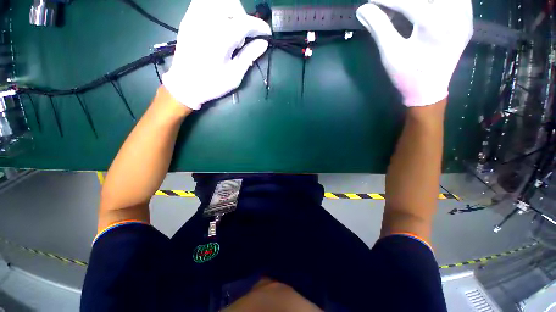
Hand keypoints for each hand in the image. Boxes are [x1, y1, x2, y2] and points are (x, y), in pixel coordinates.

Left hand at [162, 0, 271, 109]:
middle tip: (245, 35)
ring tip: (232, 28)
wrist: (184, 84)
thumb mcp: (234, 75)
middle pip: (231, 5)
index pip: (245, 22)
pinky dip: (217, 8)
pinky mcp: (188, 18)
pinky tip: (219, 23)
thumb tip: (263, 43)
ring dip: (231, 10)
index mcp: (221, 39)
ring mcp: (195, 17)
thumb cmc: (211, 84)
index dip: (260, 26)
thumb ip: (249, 56)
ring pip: (218, 1)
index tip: (267, 34)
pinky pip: (204, 2)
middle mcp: (207, 22)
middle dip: (244, 17)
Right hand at [356, 0, 472, 106]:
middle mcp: (455, 15)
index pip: (407, 1)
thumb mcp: (390, 54)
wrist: (428, 90)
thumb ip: (378, 28)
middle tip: (390, 1)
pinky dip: (436, 0)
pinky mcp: (466, 18)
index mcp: (434, 26)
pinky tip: (425, 5)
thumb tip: (363, 9)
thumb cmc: (407, 75)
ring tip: (405, 4)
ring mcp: (464, 15)